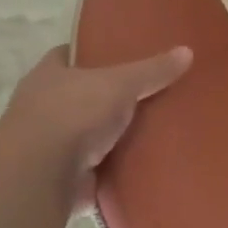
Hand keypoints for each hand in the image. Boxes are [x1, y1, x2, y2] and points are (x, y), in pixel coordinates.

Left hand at [0, 45, 192, 211]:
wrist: (40, 176)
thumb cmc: (73, 113)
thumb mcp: (121, 83)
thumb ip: (153, 70)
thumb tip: (187, 51)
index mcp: (48, 76)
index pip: (69, 54)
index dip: (92, 51)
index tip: (121, 52)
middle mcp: (41, 107)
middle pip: (80, 94)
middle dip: (108, 95)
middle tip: (148, 91)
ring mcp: (48, 144)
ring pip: (87, 131)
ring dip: (111, 134)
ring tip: (153, 127)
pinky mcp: (59, 176)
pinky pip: (94, 166)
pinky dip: (113, 166)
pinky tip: (142, 161)